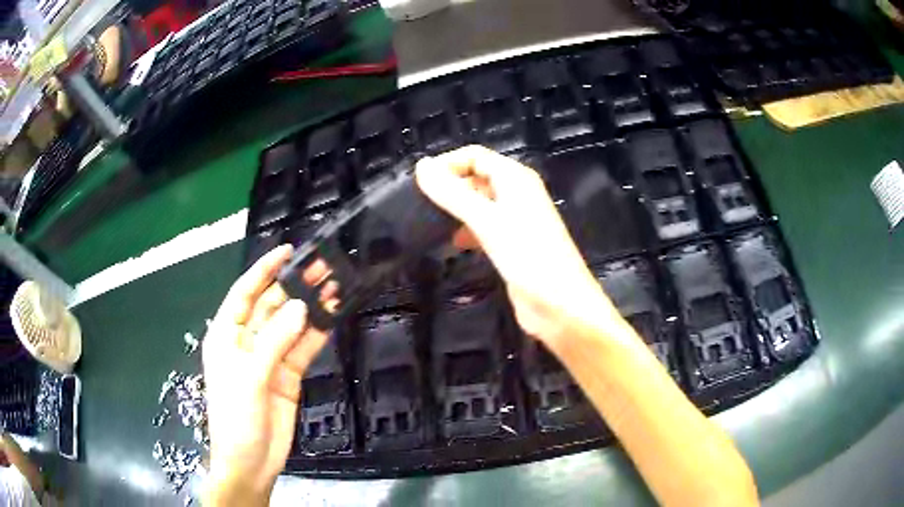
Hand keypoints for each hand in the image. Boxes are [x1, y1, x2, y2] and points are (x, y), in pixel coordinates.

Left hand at [202, 245, 331, 505]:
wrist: (251, 462)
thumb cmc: (236, 417)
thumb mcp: (249, 377)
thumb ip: (274, 341)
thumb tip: (301, 307)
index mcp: (227, 335)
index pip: (245, 293)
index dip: (264, 270)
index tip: (287, 251)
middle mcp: (248, 341)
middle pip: (272, 305)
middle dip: (294, 285)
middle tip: (322, 265)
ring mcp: (270, 358)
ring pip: (291, 325)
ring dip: (311, 306)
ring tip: (334, 284)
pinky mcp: (289, 375)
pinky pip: (304, 348)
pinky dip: (318, 332)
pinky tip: (333, 316)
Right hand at [416, 145, 620, 349]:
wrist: (560, 306)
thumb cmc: (527, 257)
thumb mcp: (486, 221)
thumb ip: (452, 193)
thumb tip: (421, 166)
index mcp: (516, 178)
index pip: (474, 156)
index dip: (447, 164)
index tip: (419, 185)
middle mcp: (517, 194)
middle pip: (477, 177)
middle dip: (450, 187)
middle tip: (420, 206)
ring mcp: (517, 220)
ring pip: (479, 204)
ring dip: (457, 210)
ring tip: (430, 224)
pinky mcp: (514, 244)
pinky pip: (485, 228)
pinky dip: (468, 231)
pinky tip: (455, 245)